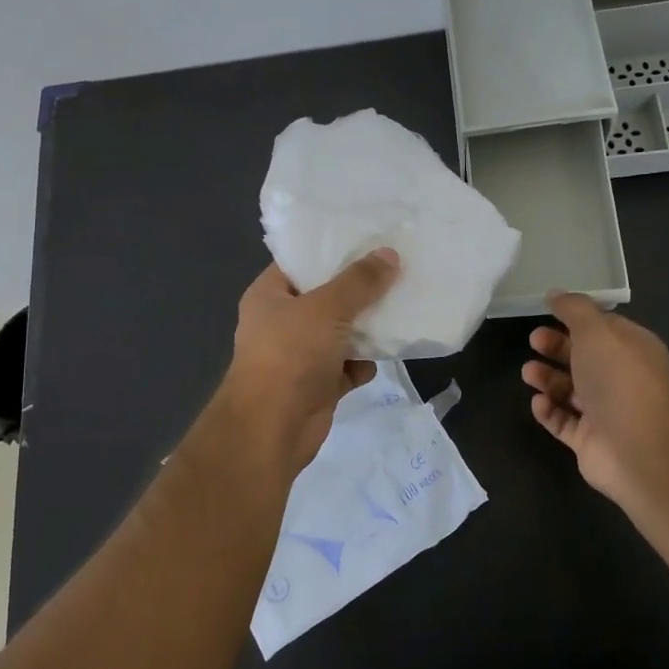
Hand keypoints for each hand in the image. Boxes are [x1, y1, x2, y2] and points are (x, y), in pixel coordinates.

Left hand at [222, 250, 400, 468]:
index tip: (367, 239)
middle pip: (325, 297)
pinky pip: (346, 367)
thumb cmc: (291, 355)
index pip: (300, 262)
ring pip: (339, 333)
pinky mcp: (316, 385)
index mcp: (270, 296)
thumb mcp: (327, 308)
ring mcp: (299, 356)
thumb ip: (359, 282)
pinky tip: (383, 357)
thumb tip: (389, 254)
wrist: (272, 428)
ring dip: (365, 329)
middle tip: (395, 271)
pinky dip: (362, 364)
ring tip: (399, 309)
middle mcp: (281, 322)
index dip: (331, 249)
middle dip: (358, 291)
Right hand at [521, 292, 668, 518]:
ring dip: (547, 379)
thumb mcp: (596, 331)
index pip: (604, 328)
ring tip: (528, 373)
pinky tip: (538, 402)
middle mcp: (623, 380)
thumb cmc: (618, 380)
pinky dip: (549, 410)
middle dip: (556, 348)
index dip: (576, 319)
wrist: (635, 448)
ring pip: (571, 390)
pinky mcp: (590, 441)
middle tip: (533, 341)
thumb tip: (556, 294)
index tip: (548, 312)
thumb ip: (574, 309)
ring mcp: (607, 413)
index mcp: (634, 350)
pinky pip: (563, 421)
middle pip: (584, 358)